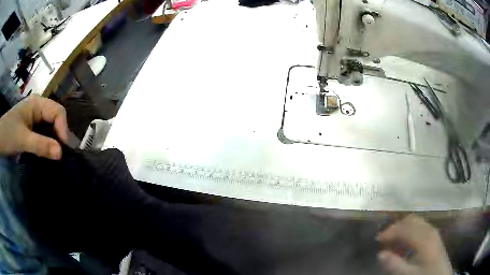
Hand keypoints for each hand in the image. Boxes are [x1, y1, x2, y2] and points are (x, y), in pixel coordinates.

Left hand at [0, 95, 67, 159]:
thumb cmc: (8, 134)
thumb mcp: (23, 140)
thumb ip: (41, 145)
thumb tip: (60, 153)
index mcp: (37, 103)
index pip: (57, 111)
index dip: (63, 129)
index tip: (63, 150)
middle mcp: (38, 106)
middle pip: (55, 117)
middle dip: (59, 134)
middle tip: (60, 154)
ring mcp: (34, 116)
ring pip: (50, 125)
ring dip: (54, 139)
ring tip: (55, 154)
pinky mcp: (31, 125)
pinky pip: (43, 131)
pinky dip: (47, 141)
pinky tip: (47, 151)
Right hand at [377, 215, 452, 274]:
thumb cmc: (425, 274)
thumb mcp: (409, 274)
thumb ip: (395, 265)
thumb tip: (380, 254)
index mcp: (424, 237)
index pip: (404, 228)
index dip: (389, 232)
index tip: (377, 240)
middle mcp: (429, 229)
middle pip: (411, 220)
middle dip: (396, 227)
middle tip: (384, 240)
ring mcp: (433, 231)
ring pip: (416, 222)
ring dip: (403, 228)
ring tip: (393, 242)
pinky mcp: (434, 235)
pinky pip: (420, 227)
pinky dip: (410, 231)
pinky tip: (405, 243)